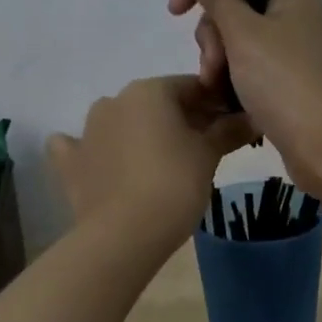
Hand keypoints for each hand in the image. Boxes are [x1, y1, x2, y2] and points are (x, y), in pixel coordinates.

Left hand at [46, 76, 250, 249]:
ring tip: (158, 166)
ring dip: (139, 135)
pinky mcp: (69, 162)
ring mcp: (86, 131)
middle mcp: (114, 100)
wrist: (125, 234)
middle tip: (200, 152)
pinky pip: (80, 148)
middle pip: (156, 105)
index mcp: (149, 91)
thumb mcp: (209, 156)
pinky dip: (94, 152)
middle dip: (179, 121)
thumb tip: (252, 118)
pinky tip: (103, 166)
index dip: (214, 105)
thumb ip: (229, 131)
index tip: (229, 128)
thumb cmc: (175, 185)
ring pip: (120, 123)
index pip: (192, 87)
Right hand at [168, 0, 321, 198]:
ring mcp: (288, 46)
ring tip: (217, 87)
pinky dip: (231, 76)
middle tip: (213, 64)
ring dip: (217, 58)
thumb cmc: (286, 84)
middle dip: (211, 30)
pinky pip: (246, 64)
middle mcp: (291, 10)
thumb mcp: (244, 33)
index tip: (179, 9)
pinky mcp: (283, 78)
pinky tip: (224, 97)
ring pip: (234, 36)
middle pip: (232, 0)